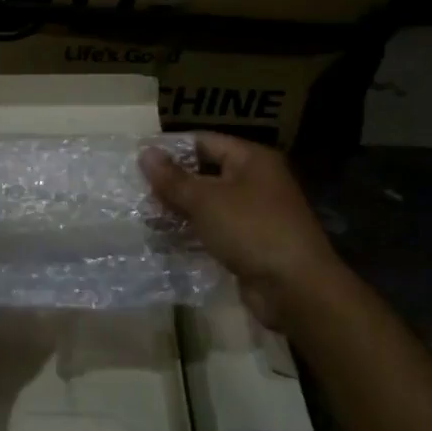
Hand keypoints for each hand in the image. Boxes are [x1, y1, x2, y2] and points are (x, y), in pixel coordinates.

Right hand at [140, 133, 347, 326]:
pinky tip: (164, 239)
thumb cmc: (251, 230)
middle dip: (172, 183)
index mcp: (252, 160)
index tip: (138, 159)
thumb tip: (145, 152)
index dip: (171, 149)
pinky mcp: (250, 243)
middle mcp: (256, 181)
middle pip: (205, 172)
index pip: (204, 141)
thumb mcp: (206, 200)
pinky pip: (215, 230)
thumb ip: (173, 178)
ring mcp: (255, 214)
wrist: (296, 288)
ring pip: (208, 204)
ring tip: (143, 216)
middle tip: (135, 190)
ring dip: (179, 210)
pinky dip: (192, 232)